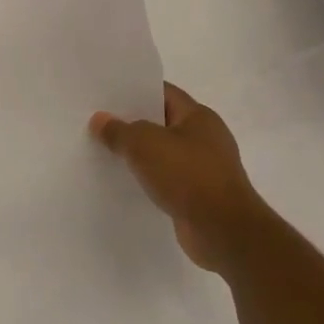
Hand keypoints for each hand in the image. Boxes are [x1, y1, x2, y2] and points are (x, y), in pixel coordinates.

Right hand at [90, 83, 262, 274]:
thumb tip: (99, 120)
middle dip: (133, 123)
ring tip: (106, 152)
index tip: (107, 95)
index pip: (163, 92)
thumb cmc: (187, 175)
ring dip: (140, 155)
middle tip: (99, 123)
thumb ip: (119, 130)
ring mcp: (205, 168)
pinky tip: (126, 182)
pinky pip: (168, 179)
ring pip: (164, 153)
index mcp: (199, 116)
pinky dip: (150, 179)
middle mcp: (206, 138)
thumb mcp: (144, 144)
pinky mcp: (200, 196)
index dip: (135, 91)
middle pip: (162, 122)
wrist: (224, 232)